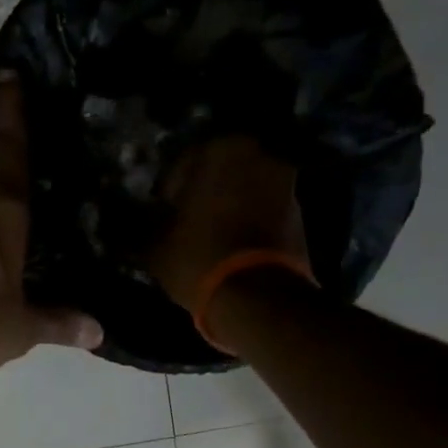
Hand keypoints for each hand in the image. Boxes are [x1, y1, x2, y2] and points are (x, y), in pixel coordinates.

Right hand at [149, 136, 309, 311]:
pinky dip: (250, 221)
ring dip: (231, 205)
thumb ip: (152, 224)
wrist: (256, 296)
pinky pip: (265, 210)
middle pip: (222, 171)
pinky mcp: (300, 215)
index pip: (185, 161)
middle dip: (206, 191)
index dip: (171, 187)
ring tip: (211, 235)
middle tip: (187, 218)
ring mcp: (286, 184)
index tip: (163, 209)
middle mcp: (258, 157)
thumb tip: (146, 222)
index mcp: (220, 151)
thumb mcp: (156, 245)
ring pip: (246, 189)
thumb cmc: (198, 257)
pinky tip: (233, 245)